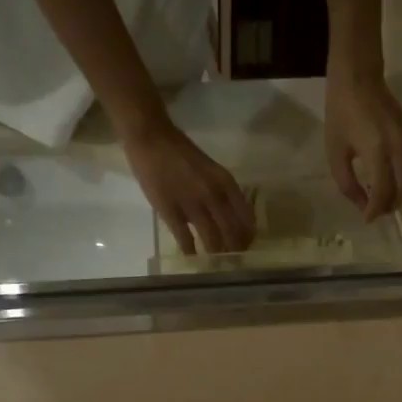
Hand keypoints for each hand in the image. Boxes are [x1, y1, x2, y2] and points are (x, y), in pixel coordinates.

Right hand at [121, 118, 255, 255]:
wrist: (152, 139)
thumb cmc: (181, 152)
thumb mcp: (211, 169)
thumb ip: (221, 191)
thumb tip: (230, 217)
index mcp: (225, 183)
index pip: (246, 216)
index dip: (248, 235)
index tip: (248, 245)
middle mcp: (214, 195)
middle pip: (232, 232)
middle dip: (234, 249)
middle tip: (234, 260)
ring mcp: (192, 205)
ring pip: (212, 239)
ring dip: (216, 254)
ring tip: (217, 263)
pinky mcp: (171, 212)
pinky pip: (185, 239)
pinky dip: (191, 251)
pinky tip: (193, 258)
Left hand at [324, 68, 401, 221]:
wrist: (358, 77)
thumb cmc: (341, 113)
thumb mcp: (335, 152)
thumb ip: (347, 183)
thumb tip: (361, 204)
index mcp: (377, 152)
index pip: (384, 193)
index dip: (375, 210)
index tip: (366, 219)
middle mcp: (399, 149)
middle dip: (389, 205)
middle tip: (374, 212)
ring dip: (399, 195)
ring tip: (381, 200)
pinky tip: (391, 183)